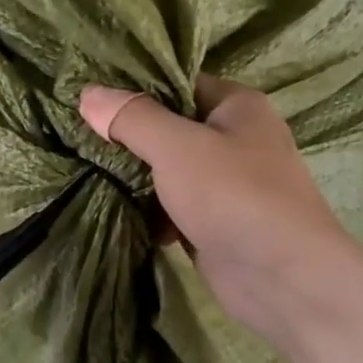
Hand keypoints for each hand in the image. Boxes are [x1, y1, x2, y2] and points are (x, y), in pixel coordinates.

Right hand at [80, 78, 351, 345]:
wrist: (283, 279)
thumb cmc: (234, 196)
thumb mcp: (176, 147)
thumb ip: (132, 118)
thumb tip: (88, 93)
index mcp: (237, 106)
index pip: (177, 83)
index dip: (134, 88)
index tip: (89, 98)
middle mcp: (235, 139)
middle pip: (169, 127)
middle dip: (128, 137)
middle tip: (78, 137)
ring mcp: (226, 184)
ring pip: (168, 170)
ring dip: (135, 177)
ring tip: (86, 172)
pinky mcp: (214, 222)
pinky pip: (172, 206)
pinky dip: (150, 210)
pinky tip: (117, 211)